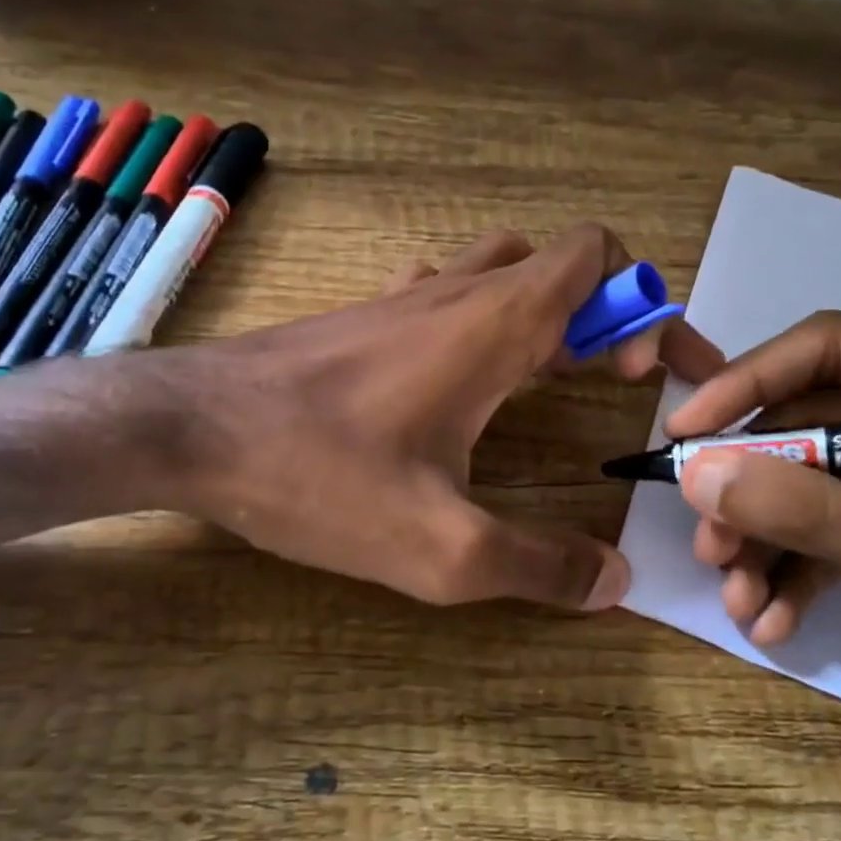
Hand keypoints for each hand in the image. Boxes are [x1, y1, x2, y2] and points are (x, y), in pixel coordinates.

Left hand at [119, 225, 721, 609]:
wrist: (188, 426)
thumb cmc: (316, 474)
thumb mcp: (439, 546)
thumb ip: (536, 565)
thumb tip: (612, 582)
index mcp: (494, 325)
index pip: (598, 258)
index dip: (645, 306)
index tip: (651, 375)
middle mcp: (456, 292)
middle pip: (560, 263)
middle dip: (607, 311)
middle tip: (613, 380)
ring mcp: (405, 297)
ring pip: (503, 268)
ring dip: (547, 308)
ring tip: (555, 374)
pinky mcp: (364, 316)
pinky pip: (447, 289)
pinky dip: (484, 313)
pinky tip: (466, 371)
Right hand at [666, 312, 840, 737]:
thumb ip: (816, 514)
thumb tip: (698, 475)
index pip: (832, 348)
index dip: (746, 386)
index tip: (681, 436)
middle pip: (809, 419)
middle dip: (755, 490)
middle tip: (709, 543)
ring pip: (810, 473)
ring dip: (767, 537)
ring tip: (738, 597)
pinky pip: (834, 515)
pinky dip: (799, 564)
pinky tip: (773, 616)